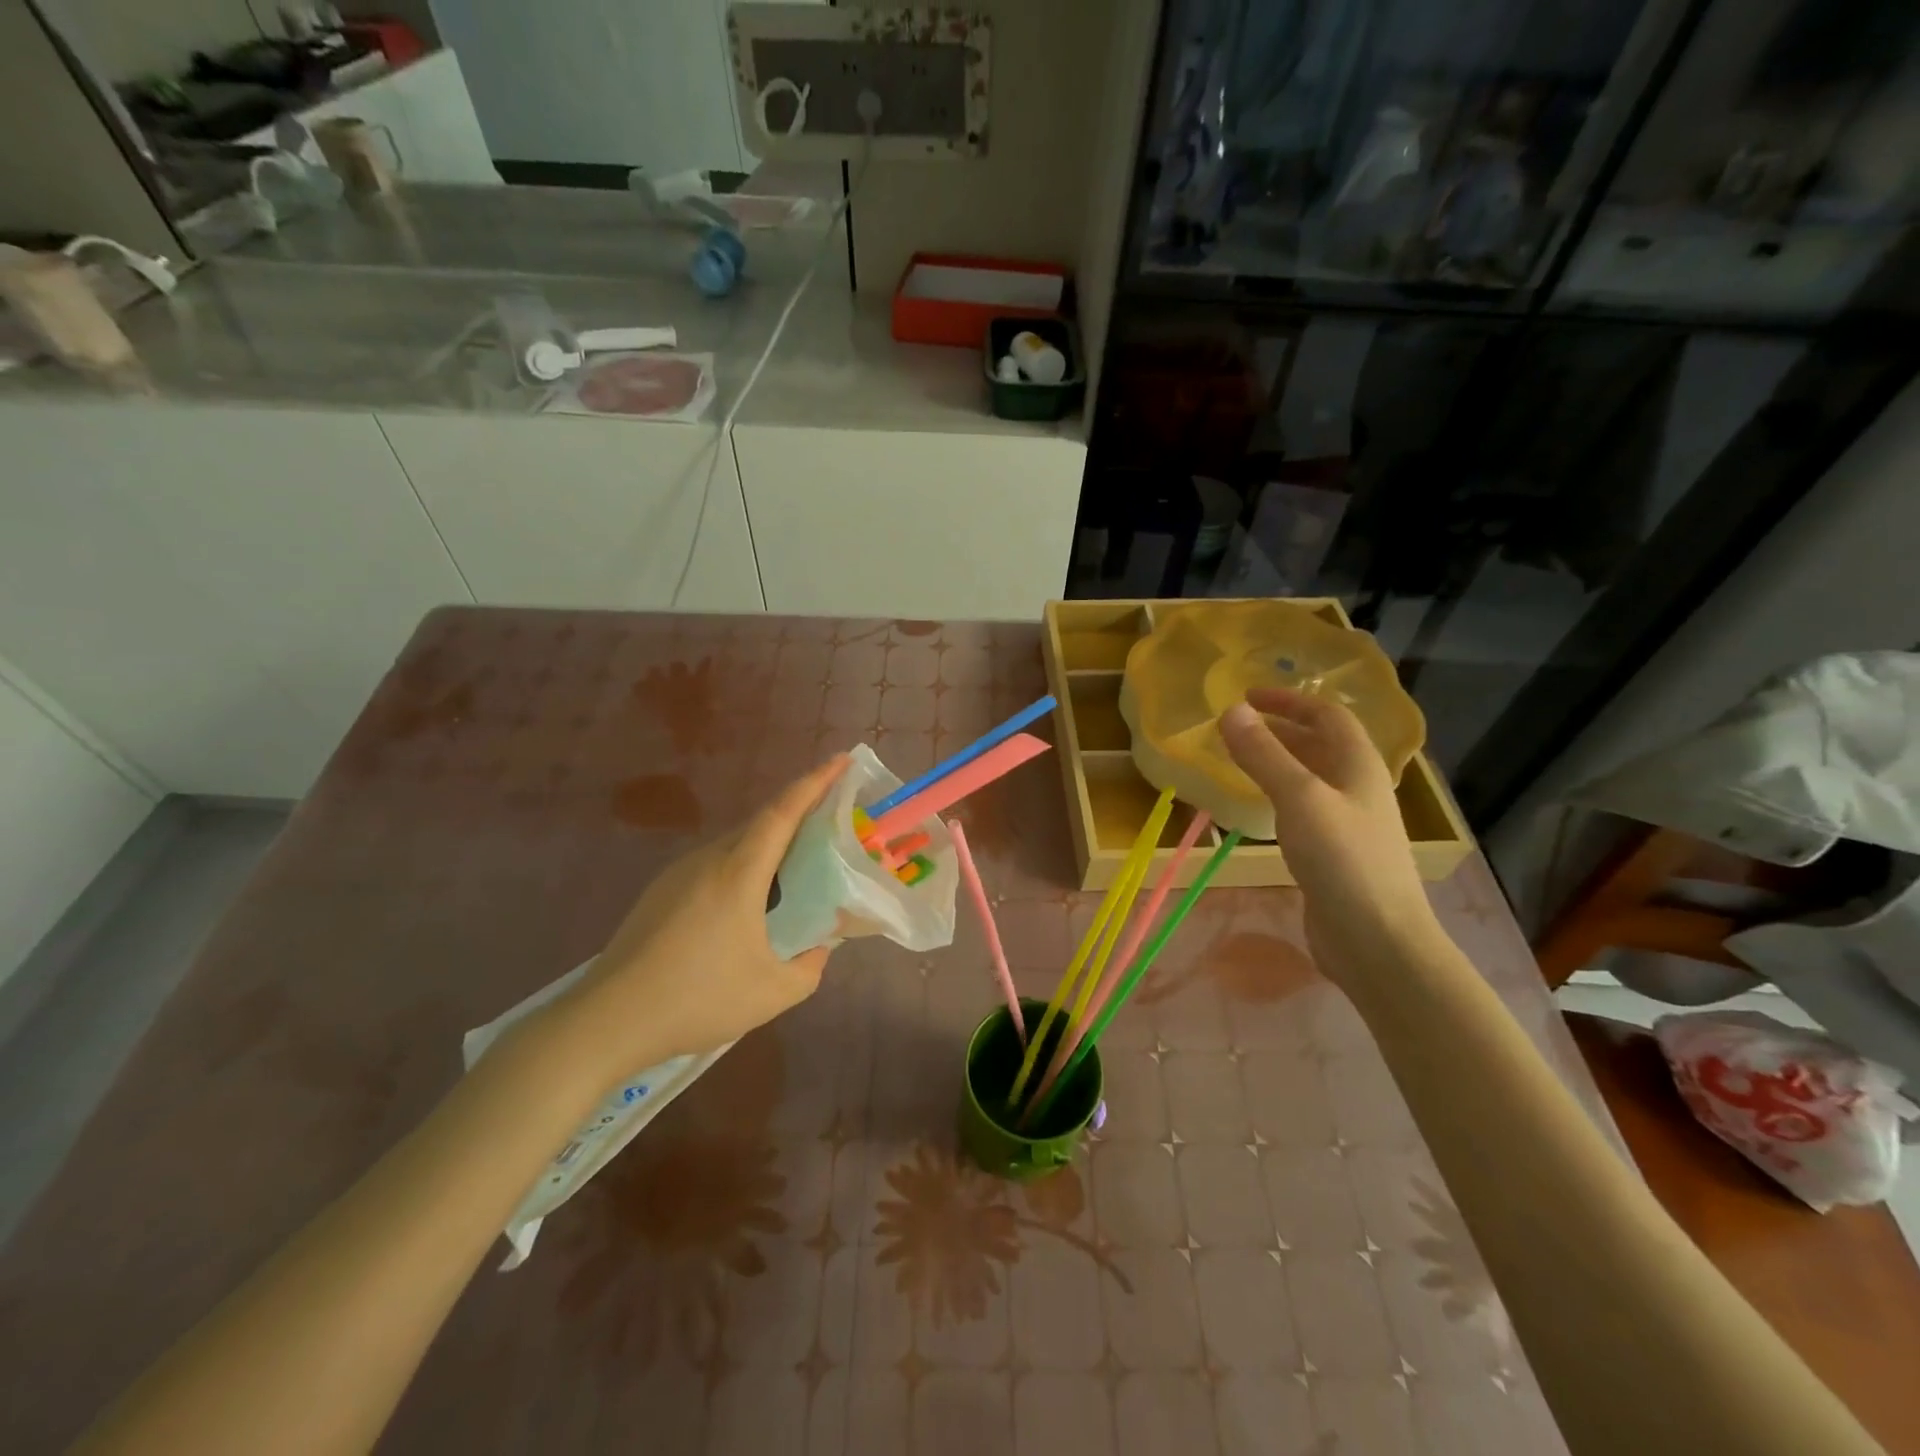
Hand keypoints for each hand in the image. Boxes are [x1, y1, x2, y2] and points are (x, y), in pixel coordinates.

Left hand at [552, 756, 850, 1078]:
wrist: (606, 1021)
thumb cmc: (696, 1000)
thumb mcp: (772, 993)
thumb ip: (810, 967)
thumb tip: (820, 947)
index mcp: (738, 873)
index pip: (782, 812)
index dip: (814, 782)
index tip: (841, 760)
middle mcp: (707, 861)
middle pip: (760, 823)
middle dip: (799, 812)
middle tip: (832, 819)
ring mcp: (678, 874)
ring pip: (735, 844)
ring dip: (770, 845)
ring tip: (796, 867)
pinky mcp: (660, 893)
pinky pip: (714, 864)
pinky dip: (744, 866)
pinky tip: (750, 902)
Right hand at [1219, 690, 1438, 981]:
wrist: (1377, 941)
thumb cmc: (1343, 861)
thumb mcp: (1299, 798)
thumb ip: (1264, 754)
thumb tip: (1230, 711)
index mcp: (1359, 766)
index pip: (1327, 715)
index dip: (1289, 700)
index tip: (1246, 696)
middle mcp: (1358, 788)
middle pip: (1321, 744)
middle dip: (1280, 729)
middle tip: (1235, 729)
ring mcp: (1349, 822)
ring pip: (1311, 777)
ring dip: (1278, 762)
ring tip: (1239, 761)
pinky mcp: (1335, 853)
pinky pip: (1304, 808)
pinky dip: (1278, 795)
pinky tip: (1258, 808)